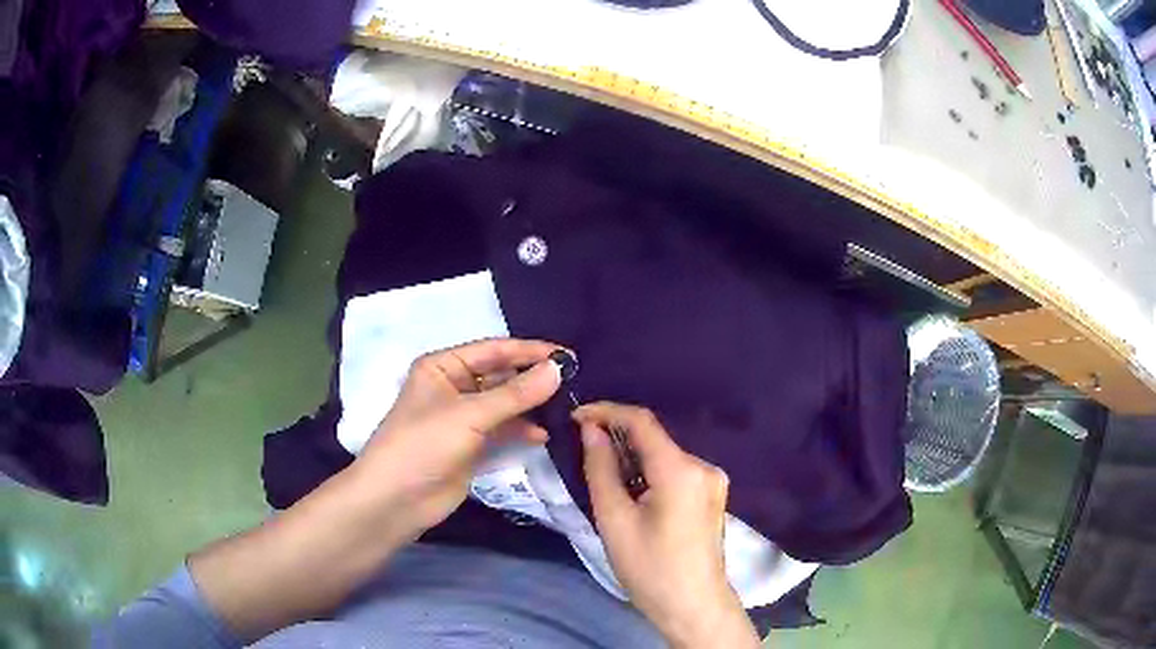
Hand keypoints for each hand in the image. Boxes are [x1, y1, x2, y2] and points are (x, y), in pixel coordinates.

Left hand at [354, 338, 562, 539]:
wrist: (396, 500)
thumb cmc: (424, 445)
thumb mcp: (470, 415)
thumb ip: (516, 393)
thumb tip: (558, 369)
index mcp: (443, 367)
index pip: (493, 350)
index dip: (529, 351)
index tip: (567, 355)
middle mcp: (453, 387)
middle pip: (501, 375)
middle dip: (533, 378)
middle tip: (573, 381)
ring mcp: (463, 418)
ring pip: (504, 404)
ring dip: (530, 405)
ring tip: (565, 406)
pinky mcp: (471, 446)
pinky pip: (502, 430)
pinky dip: (521, 430)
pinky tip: (543, 435)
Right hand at [573, 403, 758, 648]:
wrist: (694, 606)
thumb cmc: (650, 569)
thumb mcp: (614, 520)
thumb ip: (601, 469)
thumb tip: (591, 430)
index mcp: (681, 470)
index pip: (642, 421)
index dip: (606, 411)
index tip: (576, 417)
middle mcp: (703, 466)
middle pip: (655, 439)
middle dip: (617, 438)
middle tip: (582, 450)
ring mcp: (713, 481)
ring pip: (664, 456)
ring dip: (633, 458)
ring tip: (603, 476)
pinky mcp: (712, 496)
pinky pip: (676, 472)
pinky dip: (650, 473)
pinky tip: (632, 493)